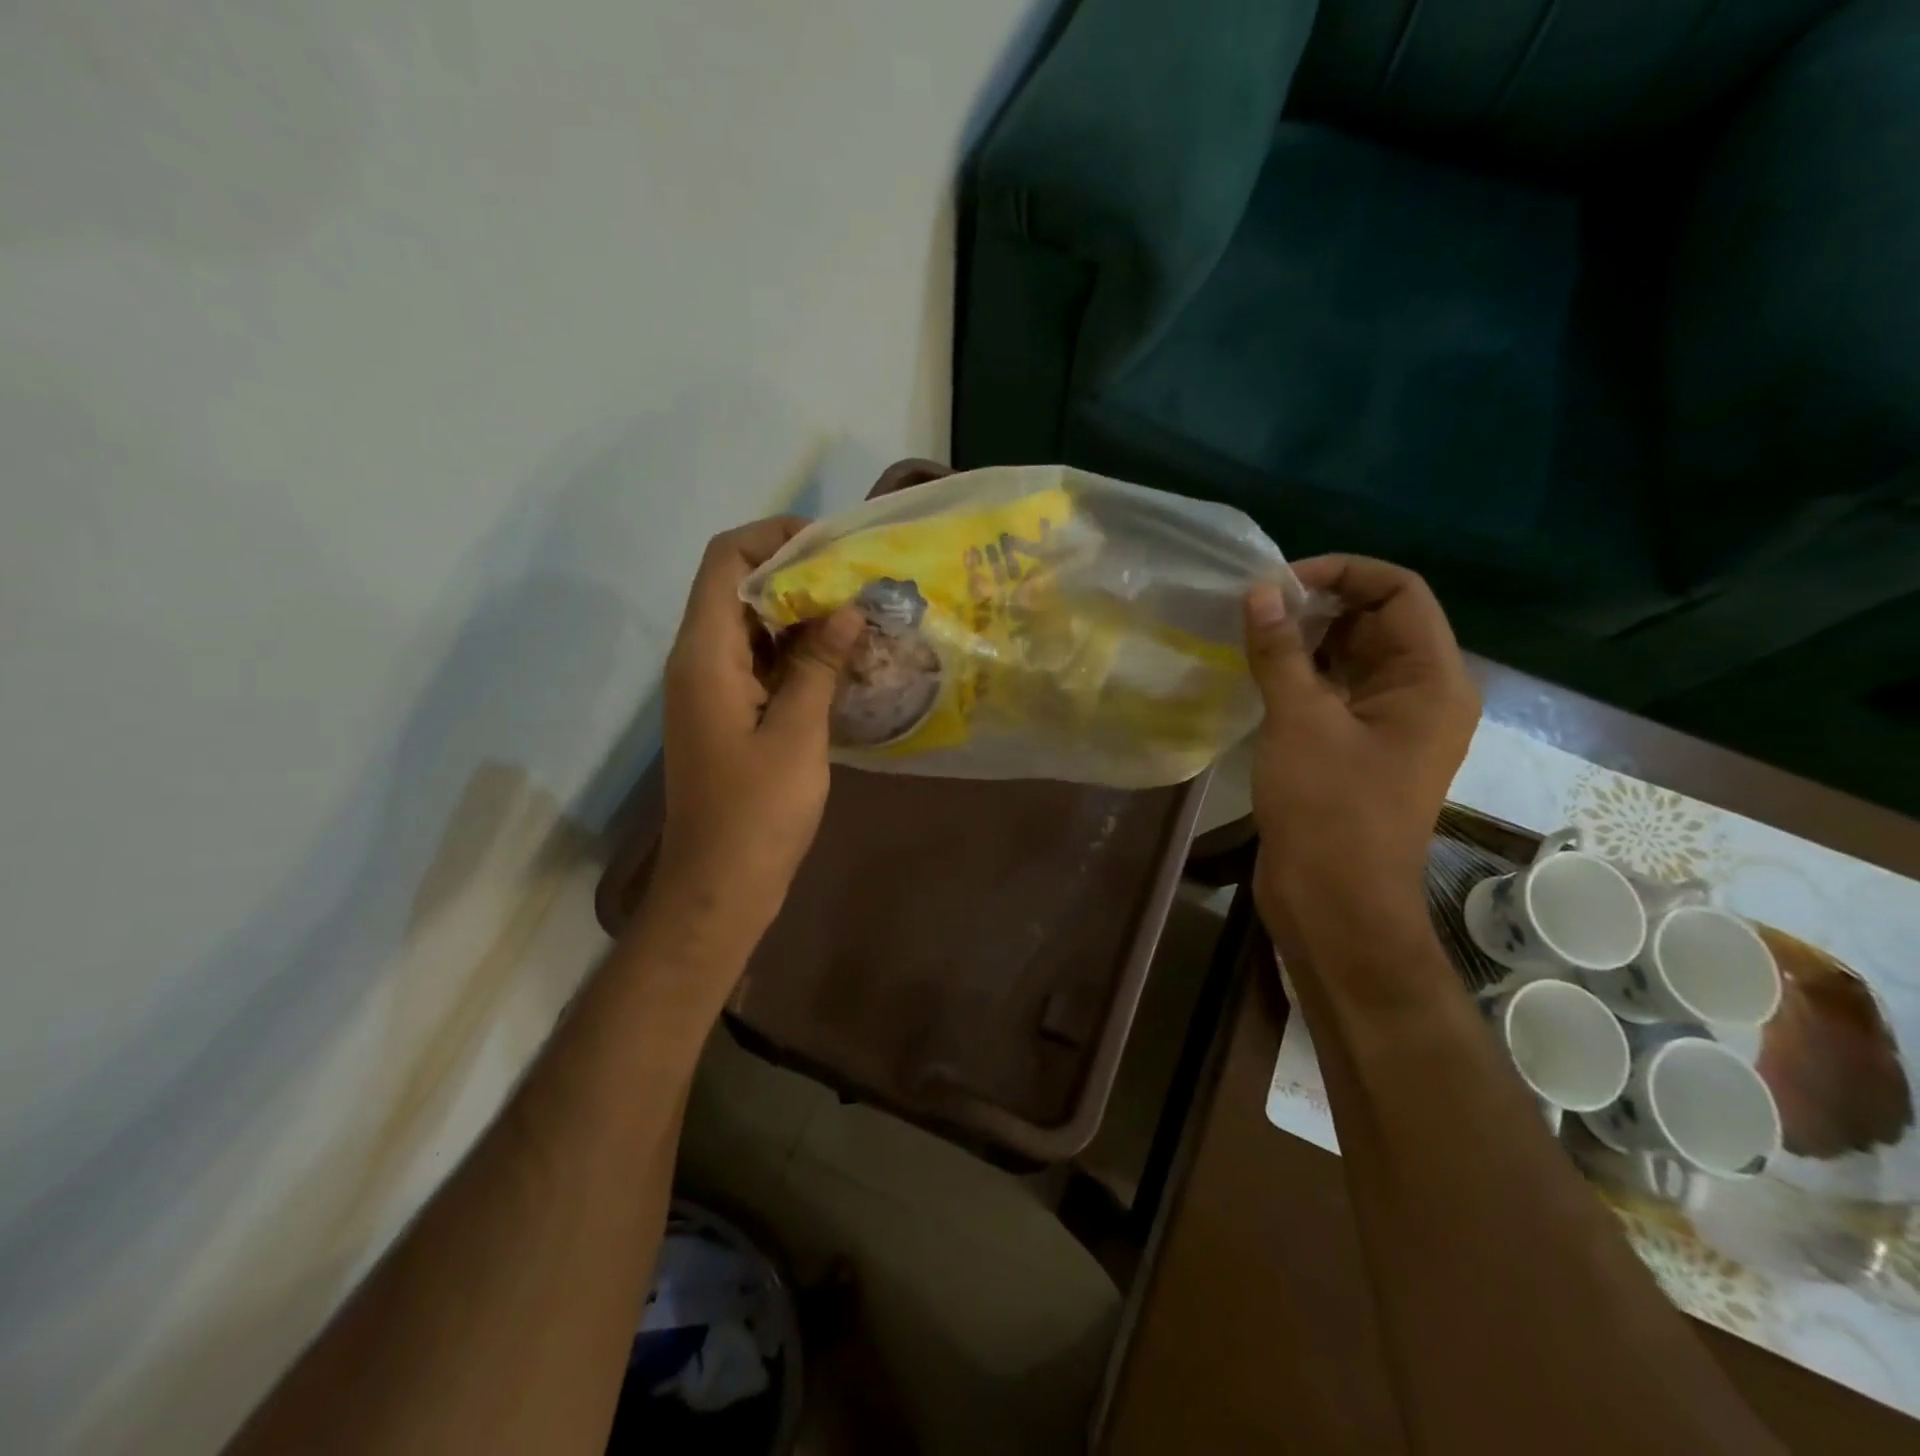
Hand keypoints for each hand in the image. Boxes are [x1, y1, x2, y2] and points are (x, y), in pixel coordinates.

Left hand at [652, 517, 861, 952]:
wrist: (720, 886)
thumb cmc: (757, 812)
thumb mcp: (797, 733)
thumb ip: (819, 665)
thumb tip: (846, 608)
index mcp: (705, 655)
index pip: (726, 562)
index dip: (773, 538)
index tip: (831, 544)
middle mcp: (699, 661)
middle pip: (739, 589)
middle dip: (797, 575)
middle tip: (860, 579)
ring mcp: (711, 689)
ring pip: (752, 627)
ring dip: (801, 615)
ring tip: (860, 613)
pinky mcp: (728, 715)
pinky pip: (760, 664)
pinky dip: (797, 653)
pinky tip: (843, 660)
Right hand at [1243, 556, 1477, 940]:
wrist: (1335, 904)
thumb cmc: (1329, 809)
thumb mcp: (1300, 720)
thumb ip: (1280, 650)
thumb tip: (1259, 592)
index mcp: (1432, 681)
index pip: (1398, 592)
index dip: (1342, 573)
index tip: (1278, 584)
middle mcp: (1421, 695)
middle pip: (1376, 622)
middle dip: (1317, 607)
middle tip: (1254, 611)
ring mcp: (1389, 726)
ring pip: (1350, 659)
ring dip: (1304, 643)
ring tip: (1249, 638)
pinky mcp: (1358, 750)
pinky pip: (1335, 694)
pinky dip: (1301, 678)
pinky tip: (1258, 677)